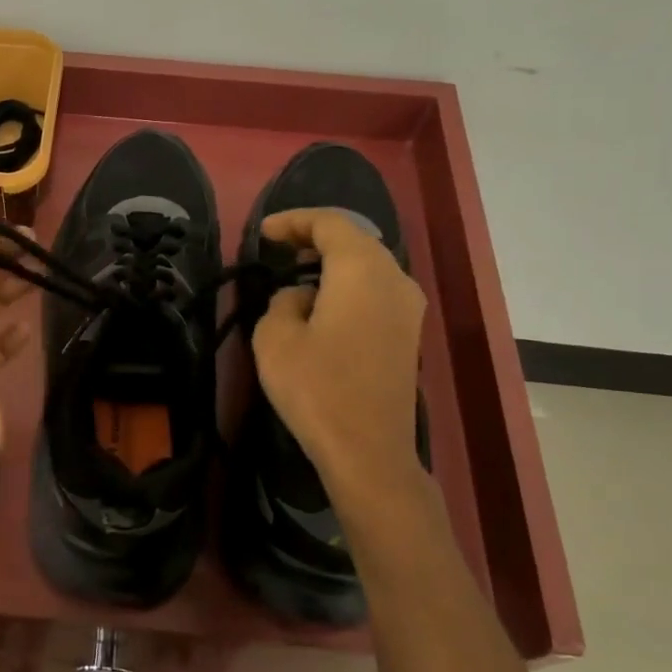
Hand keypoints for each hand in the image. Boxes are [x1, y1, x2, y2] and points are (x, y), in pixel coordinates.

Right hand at [251, 208, 428, 500]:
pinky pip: (376, 291)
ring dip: (332, 263)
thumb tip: (299, 298)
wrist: (369, 451)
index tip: (262, 233)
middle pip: (355, 240)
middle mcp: (395, 278)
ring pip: (368, 266)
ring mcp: (408, 308)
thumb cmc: (317, 388)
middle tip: (277, 249)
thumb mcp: (275, 338)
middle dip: (314, 238)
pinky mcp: (409, 334)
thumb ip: (281, 302)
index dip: (293, 221)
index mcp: (362, 269)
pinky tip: (323, 305)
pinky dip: (347, 285)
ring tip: (296, 275)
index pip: (330, 223)